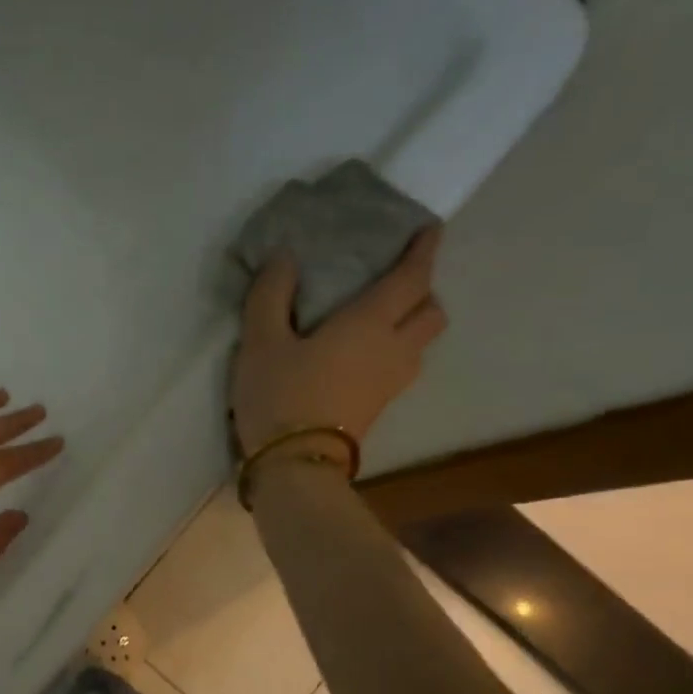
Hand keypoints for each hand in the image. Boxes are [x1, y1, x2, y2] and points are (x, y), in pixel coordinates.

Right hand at [229, 227, 447, 456]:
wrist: (295, 464)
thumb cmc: (280, 395)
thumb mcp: (260, 342)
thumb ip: (270, 295)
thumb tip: (284, 258)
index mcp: (369, 323)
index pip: (410, 278)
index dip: (423, 251)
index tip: (430, 229)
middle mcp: (393, 348)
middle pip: (431, 311)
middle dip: (423, 291)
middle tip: (398, 281)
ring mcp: (391, 382)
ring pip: (423, 342)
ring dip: (414, 323)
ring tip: (384, 319)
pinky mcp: (379, 406)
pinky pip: (404, 365)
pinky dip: (397, 349)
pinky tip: (367, 355)